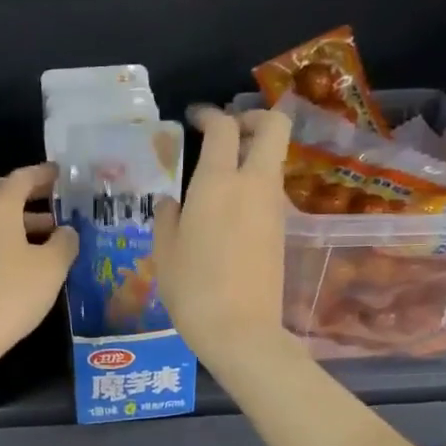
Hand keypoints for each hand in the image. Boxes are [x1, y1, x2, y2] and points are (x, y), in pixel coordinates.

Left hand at [0, 163, 77, 375]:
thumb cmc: (11, 295)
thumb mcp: (51, 269)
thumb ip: (64, 243)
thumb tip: (66, 231)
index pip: (22, 178)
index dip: (44, 175)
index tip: (60, 175)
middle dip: (25, 195)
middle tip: (51, 203)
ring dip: (14, 219)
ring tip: (42, 236)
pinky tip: (16, 259)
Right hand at [155, 105, 294, 367]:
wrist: (240, 330)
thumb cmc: (192, 289)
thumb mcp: (164, 252)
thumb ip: (167, 217)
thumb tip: (172, 201)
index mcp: (217, 182)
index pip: (223, 127)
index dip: (209, 114)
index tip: (195, 118)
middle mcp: (253, 184)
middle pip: (273, 126)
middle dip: (253, 118)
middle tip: (227, 131)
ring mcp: (273, 207)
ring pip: (273, 160)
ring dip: (252, 155)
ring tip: (219, 176)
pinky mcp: (281, 230)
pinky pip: (270, 191)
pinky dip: (253, 185)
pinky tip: (227, 210)